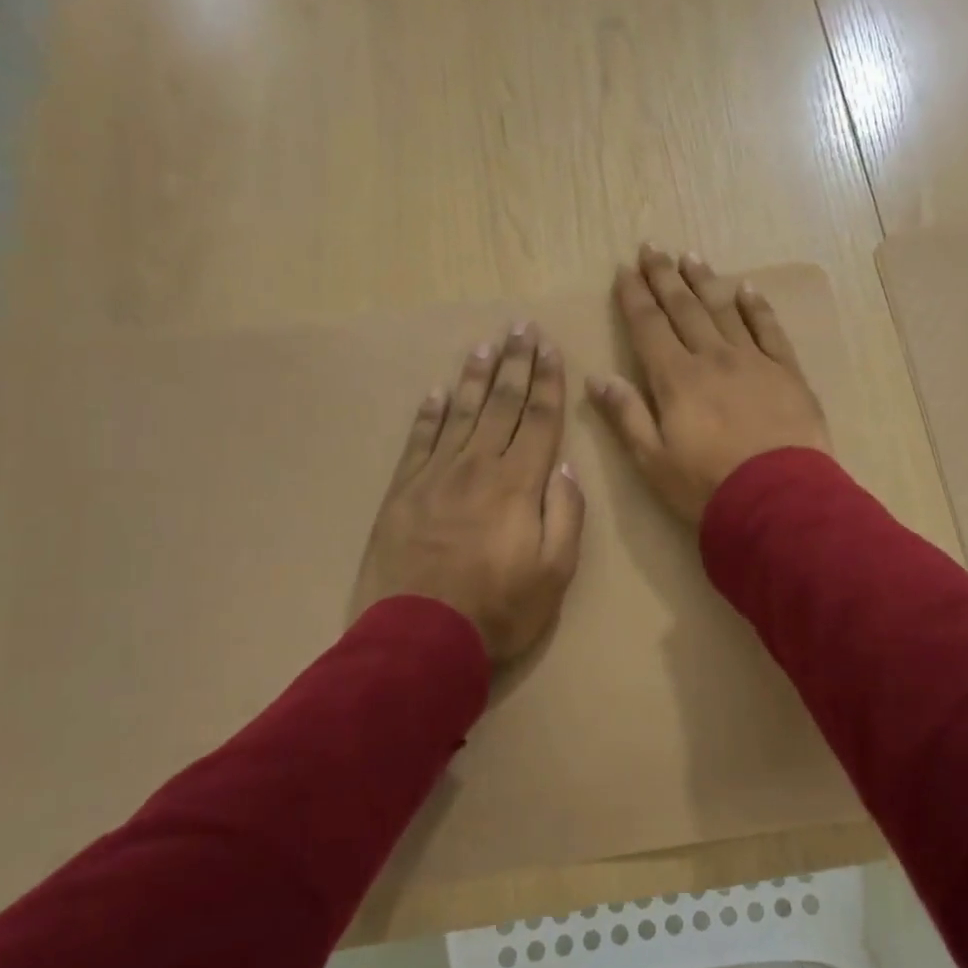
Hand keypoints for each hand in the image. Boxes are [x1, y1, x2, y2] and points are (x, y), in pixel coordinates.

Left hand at [351, 324, 584, 659]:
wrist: (418, 639)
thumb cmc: (498, 611)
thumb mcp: (555, 573)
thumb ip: (565, 514)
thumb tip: (562, 466)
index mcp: (518, 484)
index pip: (538, 419)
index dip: (547, 381)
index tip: (551, 348)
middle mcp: (477, 467)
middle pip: (500, 404)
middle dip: (515, 364)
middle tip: (521, 327)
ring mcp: (435, 476)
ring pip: (461, 413)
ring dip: (475, 378)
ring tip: (485, 346)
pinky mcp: (402, 492)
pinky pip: (419, 441)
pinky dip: (429, 414)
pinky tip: (437, 393)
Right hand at [588, 244, 831, 522]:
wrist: (779, 501)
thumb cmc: (707, 487)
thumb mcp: (653, 460)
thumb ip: (626, 415)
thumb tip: (597, 377)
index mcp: (676, 379)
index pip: (648, 326)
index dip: (634, 296)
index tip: (624, 269)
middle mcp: (713, 358)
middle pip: (684, 308)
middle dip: (665, 277)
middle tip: (652, 248)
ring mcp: (754, 361)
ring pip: (724, 310)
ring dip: (705, 281)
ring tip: (690, 256)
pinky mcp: (787, 372)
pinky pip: (769, 329)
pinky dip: (756, 306)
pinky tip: (746, 288)